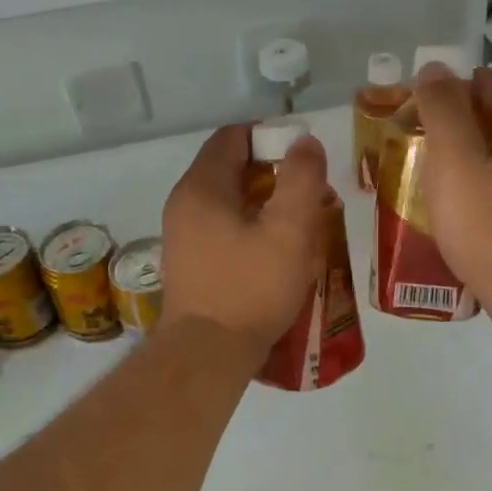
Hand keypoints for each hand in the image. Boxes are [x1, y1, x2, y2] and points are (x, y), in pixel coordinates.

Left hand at [161, 124, 332, 361]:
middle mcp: (184, 204)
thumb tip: (305, 143)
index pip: (233, 137)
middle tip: (309, 192)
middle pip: (230, 167)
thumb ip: (301, 179)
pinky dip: (250, 226)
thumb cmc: (250, 287)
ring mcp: (182, 235)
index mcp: (202, 187)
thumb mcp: (289, 229)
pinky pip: (222, 227)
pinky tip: (275, 250)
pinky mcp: (189, 262)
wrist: (207, 354)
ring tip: (300, 222)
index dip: (270, 136)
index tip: (303, 156)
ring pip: (228, 200)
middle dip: (273, 172)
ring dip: (264, 202)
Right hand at [413, 66, 491, 328]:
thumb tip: (435, 68)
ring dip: (472, 158)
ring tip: (435, 180)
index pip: (490, 82)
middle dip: (459, 123)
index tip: (416, 110)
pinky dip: (487, 188)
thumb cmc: (489, 226)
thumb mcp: (455, 161)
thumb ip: (443, 110)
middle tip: (418, 145)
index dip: (451, 88)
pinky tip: (466, 213)